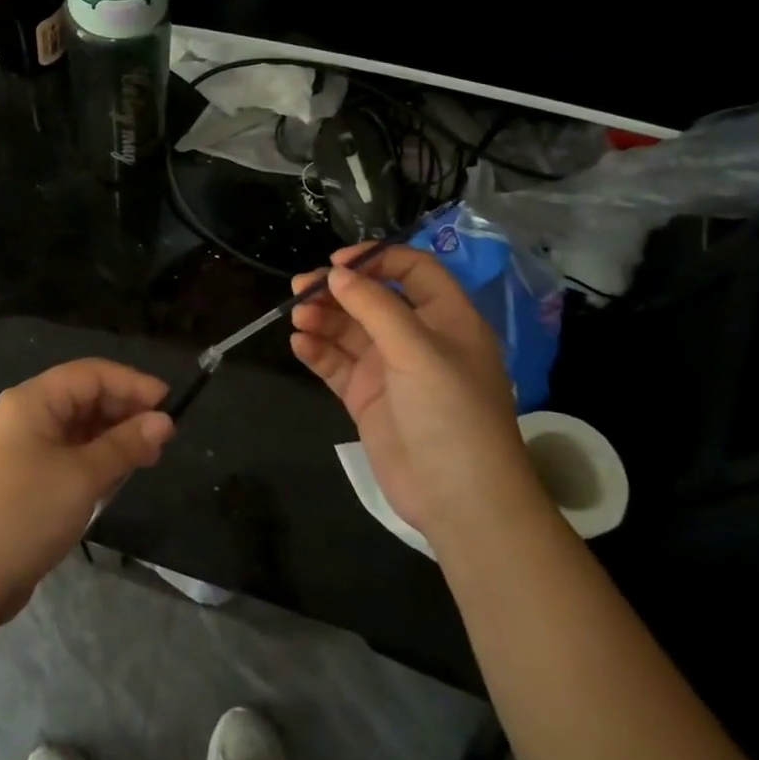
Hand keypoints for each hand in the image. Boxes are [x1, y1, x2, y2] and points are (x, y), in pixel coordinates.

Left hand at [0, 358, 173, 623]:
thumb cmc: (25, 514)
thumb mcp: (83, 477)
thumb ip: (125, 445)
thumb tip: (164, 421)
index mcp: (32, 400)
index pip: (90, 374)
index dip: (132, 383)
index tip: (169, 402)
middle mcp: (25, 414)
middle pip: (84, 397)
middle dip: (125, 411)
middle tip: (163, 436)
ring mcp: (23, 446)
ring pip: (78, 427)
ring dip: (113, 437)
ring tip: (149, 457)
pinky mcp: (25, 476)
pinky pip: (69, 453)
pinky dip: (96, 458)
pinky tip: (119, 475)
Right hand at [290, 244, 545, 556]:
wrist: (459, 500)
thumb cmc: (451, 414)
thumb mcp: (419, 352)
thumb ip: (376, 308)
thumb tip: (335, 274)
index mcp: (446, 318)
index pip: (412, 269)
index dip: (376, 259)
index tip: (336, 263)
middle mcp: (417, 338)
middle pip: (370, 298)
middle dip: (335, 290)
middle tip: (299, 289)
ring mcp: (389, 369)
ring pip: (347, 329)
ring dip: (321, 319)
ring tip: (298, 320)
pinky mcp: (366, 397)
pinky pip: (336, 363)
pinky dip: (317, 351)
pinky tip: (300, 345)